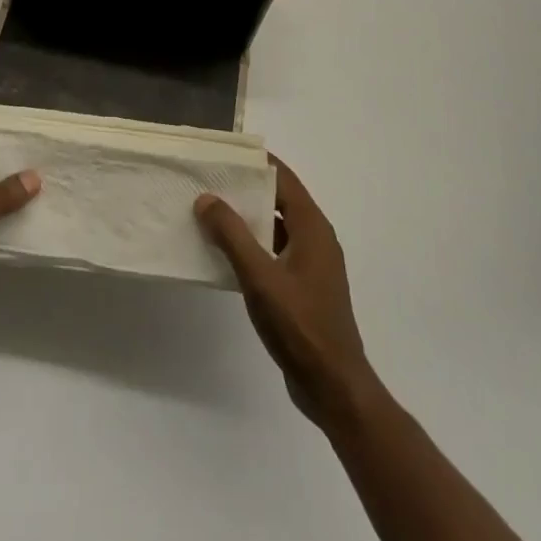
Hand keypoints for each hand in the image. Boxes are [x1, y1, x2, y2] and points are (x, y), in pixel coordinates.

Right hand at [196, 157, 376, 428]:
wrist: (333, 387)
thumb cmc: (300, 325)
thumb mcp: (260, 277)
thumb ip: (232, 235)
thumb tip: (207, 198)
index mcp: (312, 228)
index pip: (284, 179)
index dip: (257, 163)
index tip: (225, 154)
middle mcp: (316, 239)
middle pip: (280, 200)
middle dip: (246, 189)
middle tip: (209, 180)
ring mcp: (312, 265)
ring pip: (276, 227)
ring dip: (248, 218)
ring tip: (210, 212)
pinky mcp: (304, 287)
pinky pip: (275, 251)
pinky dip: (253, 245)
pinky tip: (225, 252)